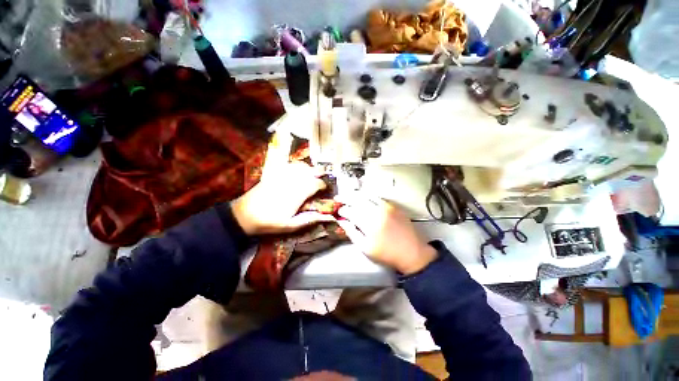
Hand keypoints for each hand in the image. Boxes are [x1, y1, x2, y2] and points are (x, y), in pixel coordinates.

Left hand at [231, 162, 334, 234]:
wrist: (244, 215)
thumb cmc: (269, 222)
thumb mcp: (290, 226)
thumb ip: (309, 220)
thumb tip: (327, 217)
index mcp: (297, 194)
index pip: (316, 184)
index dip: (322, 185)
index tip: (324, 189)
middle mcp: (292, 182)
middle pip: (310, 171)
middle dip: (319, 173)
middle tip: (321, 177)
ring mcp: (282, 176)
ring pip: (300, 166)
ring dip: (309, 168)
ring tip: (311, 173)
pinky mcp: (274, 173)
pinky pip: (288, 165)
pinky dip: (296, 165)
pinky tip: (298, 170)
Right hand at [336, 194, 436, 274]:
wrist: (412, 252)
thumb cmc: (386, 253)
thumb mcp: (365, 248)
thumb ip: (352, 232)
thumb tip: (342, 221)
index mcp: (369, 224)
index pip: (351, 212)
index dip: (342, 210)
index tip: (338, 211)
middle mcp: (377, 212)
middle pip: (357, 200)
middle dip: (345, 197)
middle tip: (338, 198)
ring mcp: (386, 207)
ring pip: (367, 196)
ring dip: (355, 194)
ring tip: (348, 195)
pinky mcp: (393, 206)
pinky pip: (377, 197)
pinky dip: (367, 195)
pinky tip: (362, 197)